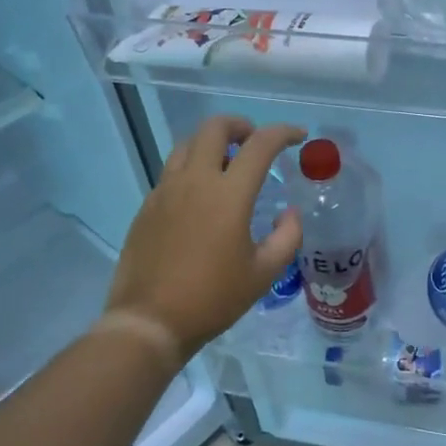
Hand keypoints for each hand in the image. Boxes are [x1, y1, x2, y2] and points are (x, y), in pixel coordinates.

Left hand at [106, 116, 306, 357]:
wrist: (150, 321)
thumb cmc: (213, 298)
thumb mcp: (264, 273)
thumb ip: (287, 236)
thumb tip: (288, 212)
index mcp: (228, 194)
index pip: (260, 145)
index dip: (283, 133)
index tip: (298, 136)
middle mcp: (194, 181)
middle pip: (214, 128)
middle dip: (240, 125)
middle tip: (254, 142)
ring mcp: (165, 191)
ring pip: (187, 145)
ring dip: (211, 144)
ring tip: (227, 165)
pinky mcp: (147, 206)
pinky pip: (171, 171)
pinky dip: (191, 168)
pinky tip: (200, 196)